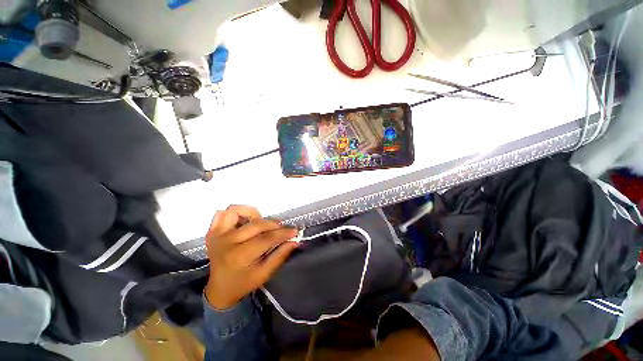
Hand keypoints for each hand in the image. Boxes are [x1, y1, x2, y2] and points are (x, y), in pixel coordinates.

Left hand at [204, 205, 298, 309]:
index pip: (266, 238)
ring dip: (252, 213)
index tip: (294, 231)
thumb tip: (295, 241)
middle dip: (273, 225)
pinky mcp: (212, 232)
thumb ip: (280, 255)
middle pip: (256, 224)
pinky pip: (221, 214)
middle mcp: (227, 242)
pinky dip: (234, 214)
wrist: (219, 289)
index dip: (283, 233)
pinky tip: (243, 222)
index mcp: (240, 256)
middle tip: (281, 229)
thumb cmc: (243, 283)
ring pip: (235, 211)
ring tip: (260, 223)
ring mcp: (217, 235)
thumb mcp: (264, 274)